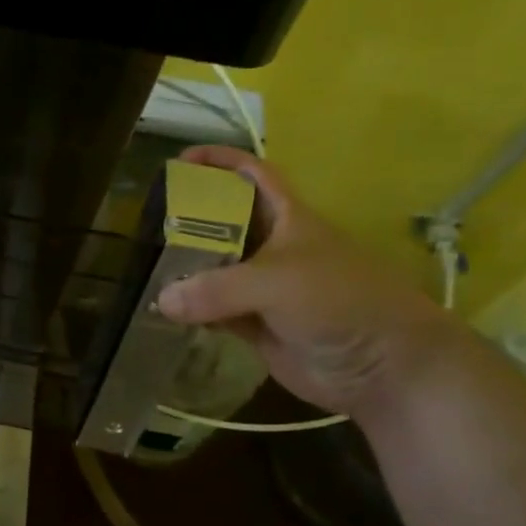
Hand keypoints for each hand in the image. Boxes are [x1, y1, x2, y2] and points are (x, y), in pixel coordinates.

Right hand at [156, 145, 466, 420]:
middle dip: (188, 218)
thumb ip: (216, 289)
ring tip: (143, 265)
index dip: (221, 162)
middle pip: (223, 223)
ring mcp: (262, 289)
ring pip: (214, 270)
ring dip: (184, 268)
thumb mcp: (277, 281)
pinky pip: (213, 311)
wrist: (382, 366)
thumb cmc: (340, 302)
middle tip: (146, 222)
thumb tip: (162, 301)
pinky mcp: (255, 325)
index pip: (252, 175)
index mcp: (288, 219)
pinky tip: (162, 311)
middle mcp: (273, 248)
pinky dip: (190, 311)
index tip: (181, 159)